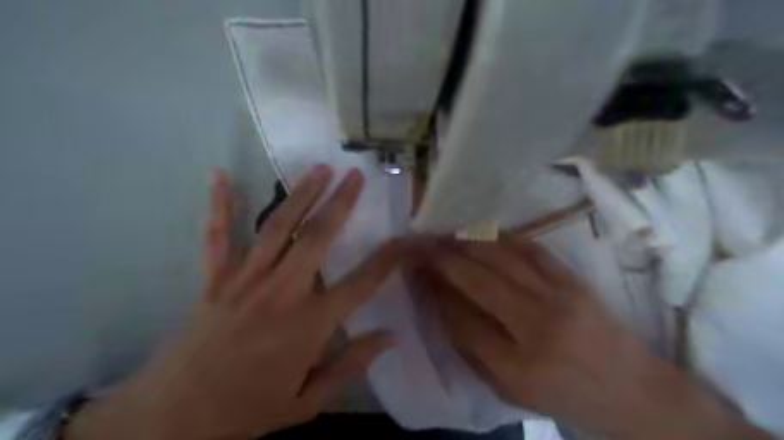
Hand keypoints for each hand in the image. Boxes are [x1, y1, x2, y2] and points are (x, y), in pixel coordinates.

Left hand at [68, 165, 403, 439]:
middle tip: (355, 176)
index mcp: (308, 325)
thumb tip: (391, 337)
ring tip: (319, 169)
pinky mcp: (214, 280)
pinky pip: (217, 238)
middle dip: (340, 203)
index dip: (388, 259)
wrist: (171, 420)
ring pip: (277, 229)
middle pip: (316, 238)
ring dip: (300, 195)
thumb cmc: (247, 410)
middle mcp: (280, 293)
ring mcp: (244, 282)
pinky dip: (219, 206)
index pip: (361, 283)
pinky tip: (219, 175)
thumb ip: (352, 366)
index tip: (406, 237)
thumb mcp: (308, 402)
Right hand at [415, 238, 769, 438]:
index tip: (418, 275)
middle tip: (421, 246)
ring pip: (502, 258)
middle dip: (443, 260)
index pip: (462, 321)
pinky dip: (502, 238)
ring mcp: (560, 299)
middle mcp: (537, 329)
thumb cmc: (565, 397)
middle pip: (478, 282)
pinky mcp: (575, 281)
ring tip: (445, 235)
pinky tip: (483, 233)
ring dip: (468, 243)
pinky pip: (532, 249)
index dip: (435, 294)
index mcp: (518, 369)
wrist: (634, 391)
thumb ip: (473, 349)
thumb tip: (442, 305)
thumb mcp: (510, 390)